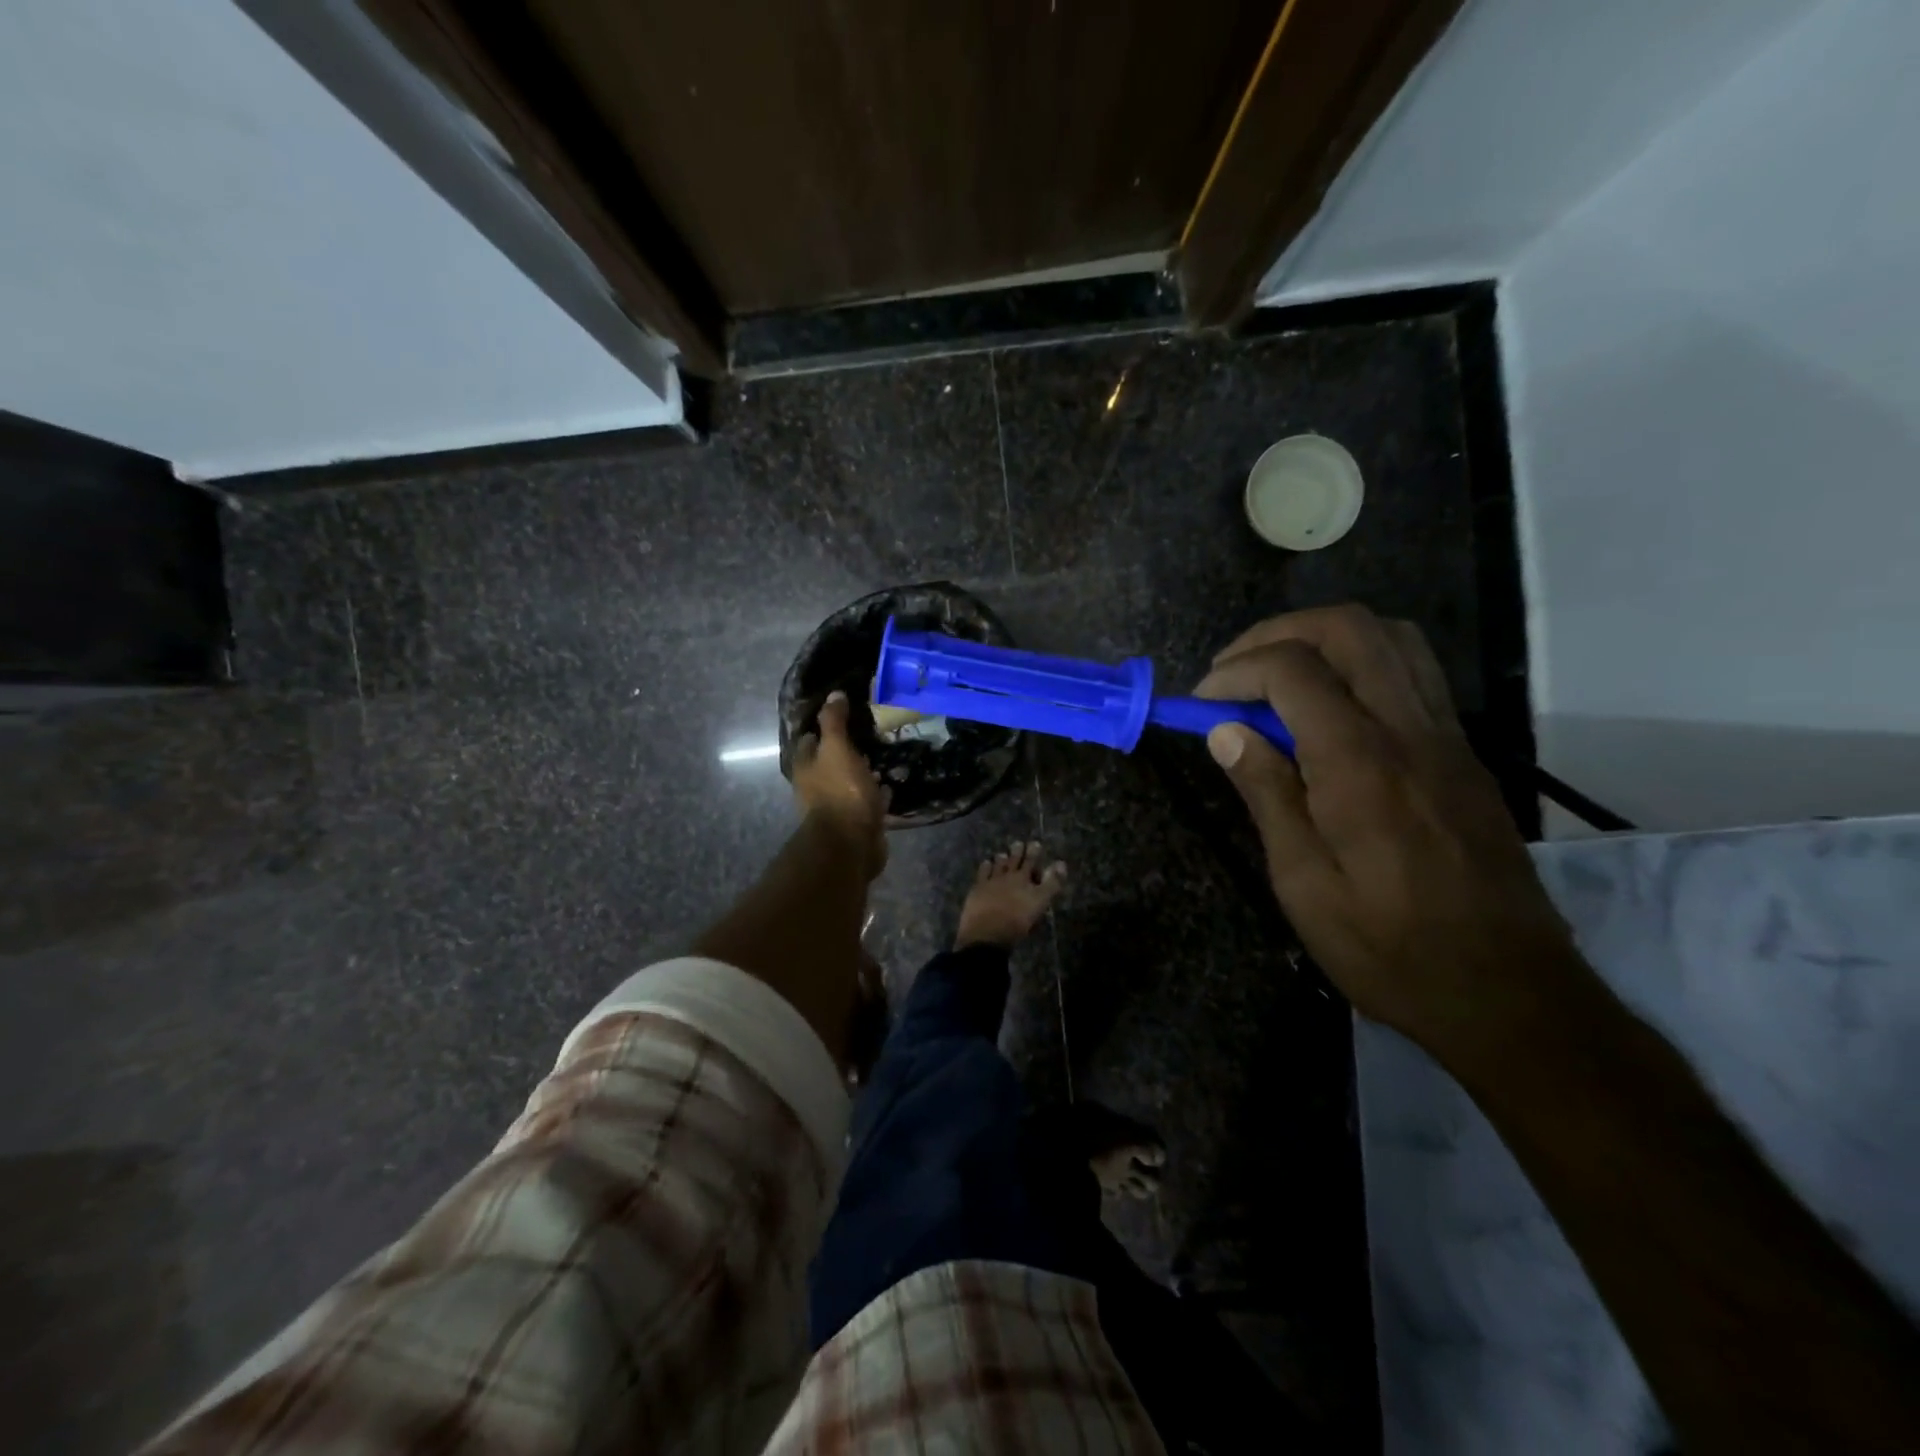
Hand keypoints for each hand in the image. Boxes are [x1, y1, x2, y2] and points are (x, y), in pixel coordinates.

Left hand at [792, 691, 889, 879]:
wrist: (852, 843)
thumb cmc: (840, 791)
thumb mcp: (837, 749)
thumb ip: (834, 722)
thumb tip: (834, 694)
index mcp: (805, 767)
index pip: (810, 739)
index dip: (824, 726)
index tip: (845, 713)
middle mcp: (815, 786)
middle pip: (829, 761)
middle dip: (846, 749)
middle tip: (870, 733)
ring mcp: (836, 806)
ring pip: (849, 781)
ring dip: (862, 771)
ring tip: (883, 756)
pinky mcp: (856, 821)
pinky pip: (866, 801)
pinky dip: (876, 793)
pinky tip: (890, 784)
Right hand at [1195, 605, 1584, 1059]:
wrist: (1507, 993)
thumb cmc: (1387, 947)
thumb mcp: (1302, 882)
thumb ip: (1266, 793)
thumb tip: (1225, 731)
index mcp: (1360, 762)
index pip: (1293, 669)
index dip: (1235, 671)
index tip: (1201, 704)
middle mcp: (1410, 730)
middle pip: (1348, 628)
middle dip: (1277, 633)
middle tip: (1234, 672)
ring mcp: (1447, 737)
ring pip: (1391, 638)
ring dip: (1323, 639)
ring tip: (1277, 678)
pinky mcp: (1464, 754)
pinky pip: (1413, 673)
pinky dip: (1359, 665)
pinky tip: (1328, 712)